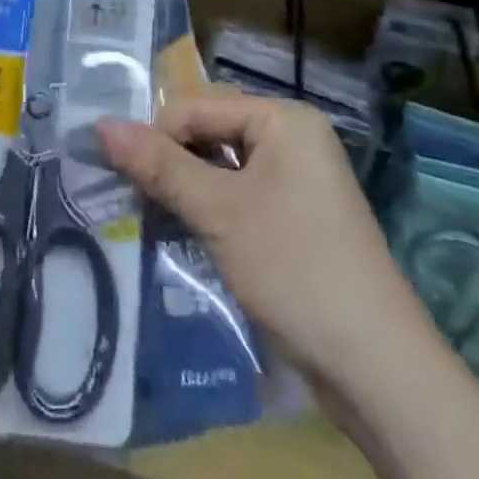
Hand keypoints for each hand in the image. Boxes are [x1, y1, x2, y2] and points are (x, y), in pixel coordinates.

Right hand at [98, 91, 418, 389]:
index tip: (116, 172)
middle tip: (130, 195)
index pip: (198, 108)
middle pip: (211, 134)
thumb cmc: (294, 268)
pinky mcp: (297, 219)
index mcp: (283, 119)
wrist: (378, 370)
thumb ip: (159, 165)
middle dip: (171, 162)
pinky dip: (211, 210)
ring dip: (187, 189)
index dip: (155, 136)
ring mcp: (299, 180)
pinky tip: (185, 233)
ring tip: (150, 215)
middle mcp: (293, 138)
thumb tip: (100, 124)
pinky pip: (241, 196)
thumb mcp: (218, 211)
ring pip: (223, 168)